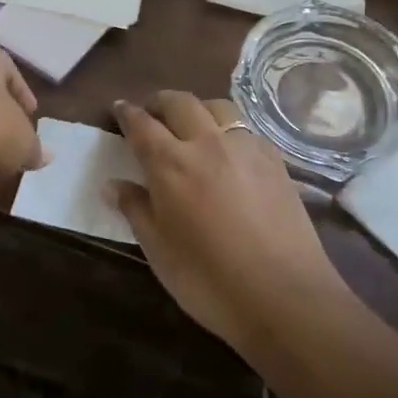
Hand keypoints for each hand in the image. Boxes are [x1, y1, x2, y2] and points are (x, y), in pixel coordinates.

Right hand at [109, 92, 347, 351]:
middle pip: (180, 102)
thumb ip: (136, 210)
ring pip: (218, 107)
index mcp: (170, 164)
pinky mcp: (275, 160)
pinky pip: (246, 129)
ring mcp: (246, 148)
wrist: (284, 295)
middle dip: (161, 102)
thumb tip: (113, 185)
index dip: (127, 113)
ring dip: (198, 108)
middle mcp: (207, 143)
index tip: (120, 107)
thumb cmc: (208, 280)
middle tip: (152, 113)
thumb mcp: (159, 250)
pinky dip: (229, 129)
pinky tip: (229, 152)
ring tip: (192, 125)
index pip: (141, 124)